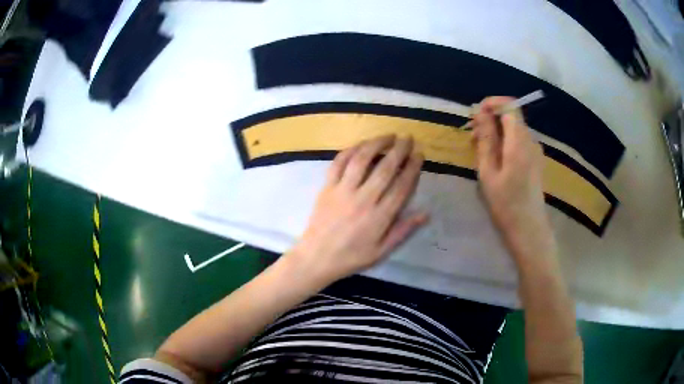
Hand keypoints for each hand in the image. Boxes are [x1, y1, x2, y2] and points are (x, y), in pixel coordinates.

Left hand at [287, 135, 428, 284]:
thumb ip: (403, 230)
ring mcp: (342, 191)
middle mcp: (363, 199)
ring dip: (376, 144)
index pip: (401, 186)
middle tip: (408, 138)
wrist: (316, 258)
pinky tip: (360, 144)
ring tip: (388, 135)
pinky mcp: (327, 187)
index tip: (419, 154)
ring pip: (361, 160)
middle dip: (399, 150)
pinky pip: (338, 163)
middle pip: (385, 168)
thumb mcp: (381, 251)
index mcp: (379, 217)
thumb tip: (426, 213)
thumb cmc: (351, 257)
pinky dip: (350, 150)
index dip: (412, 167)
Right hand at [472, 97, 556, 262]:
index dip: (492, 103)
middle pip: (512, 115)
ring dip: (497, 131)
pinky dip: (505, 141)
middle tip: (472, 135)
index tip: (476, 114)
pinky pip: (519, 140)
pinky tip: (495, 158)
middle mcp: (531, 141)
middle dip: (491, 118)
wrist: (529, 229)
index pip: (510, 106)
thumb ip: (486, 139)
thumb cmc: (506, 203)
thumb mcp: (489, 171)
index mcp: (519, 142)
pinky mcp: (535, 160)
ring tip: (480, 149)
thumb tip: (480, 112)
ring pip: (515, 128)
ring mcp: (535, 150)